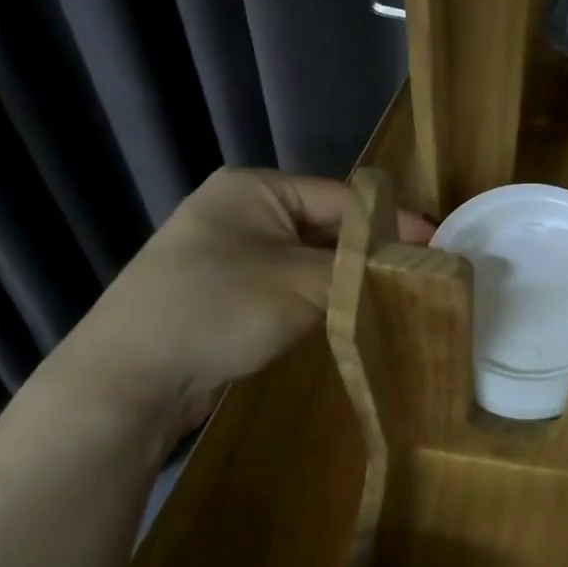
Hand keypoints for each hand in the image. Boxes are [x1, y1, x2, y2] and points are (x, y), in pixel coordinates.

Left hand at [62, 169, 431, 435]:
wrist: (129, 378)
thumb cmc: (218, 308)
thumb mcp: (303, 283)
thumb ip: (362, 269)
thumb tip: (415, 262)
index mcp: (255, 188)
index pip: (342, 197)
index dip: (392, 222)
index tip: (438, 248)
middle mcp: (242, 212)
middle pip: (326, 227)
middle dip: (370, 253)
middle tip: (421, 277)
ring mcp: (231, 255)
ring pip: (309, 261)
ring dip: (346, 280)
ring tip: (396, 298)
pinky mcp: (227, 294)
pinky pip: (288, 287)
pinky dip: (319, 300)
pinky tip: (349, 317)